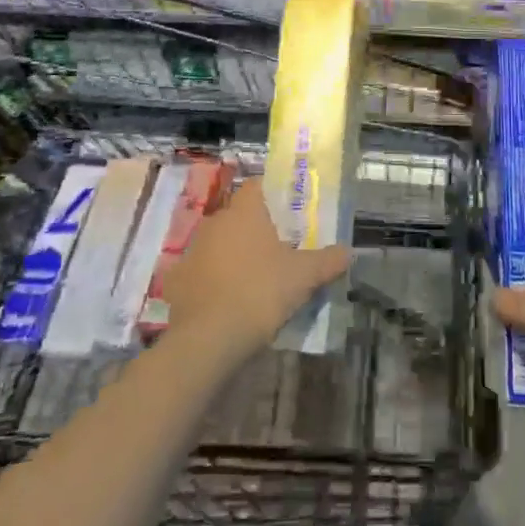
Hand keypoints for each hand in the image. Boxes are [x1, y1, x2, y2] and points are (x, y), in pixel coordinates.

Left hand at [160, 175, 351, 365]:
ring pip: (218, 244)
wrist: (208, 339)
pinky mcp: (177, 281)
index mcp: (244, 212)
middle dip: (256, 229)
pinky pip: (201, 272)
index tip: (288, 211)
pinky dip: (213, 281)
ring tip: (255, 278)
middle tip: (278, 249)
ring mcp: (192, 251)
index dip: (273, 194)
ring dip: (233, 255)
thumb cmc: (260, 292)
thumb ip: (327, 261)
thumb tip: (348, 252)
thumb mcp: (304, 277)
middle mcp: (215, 222)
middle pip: (239, 216)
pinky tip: (228, 301)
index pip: (257, 186)